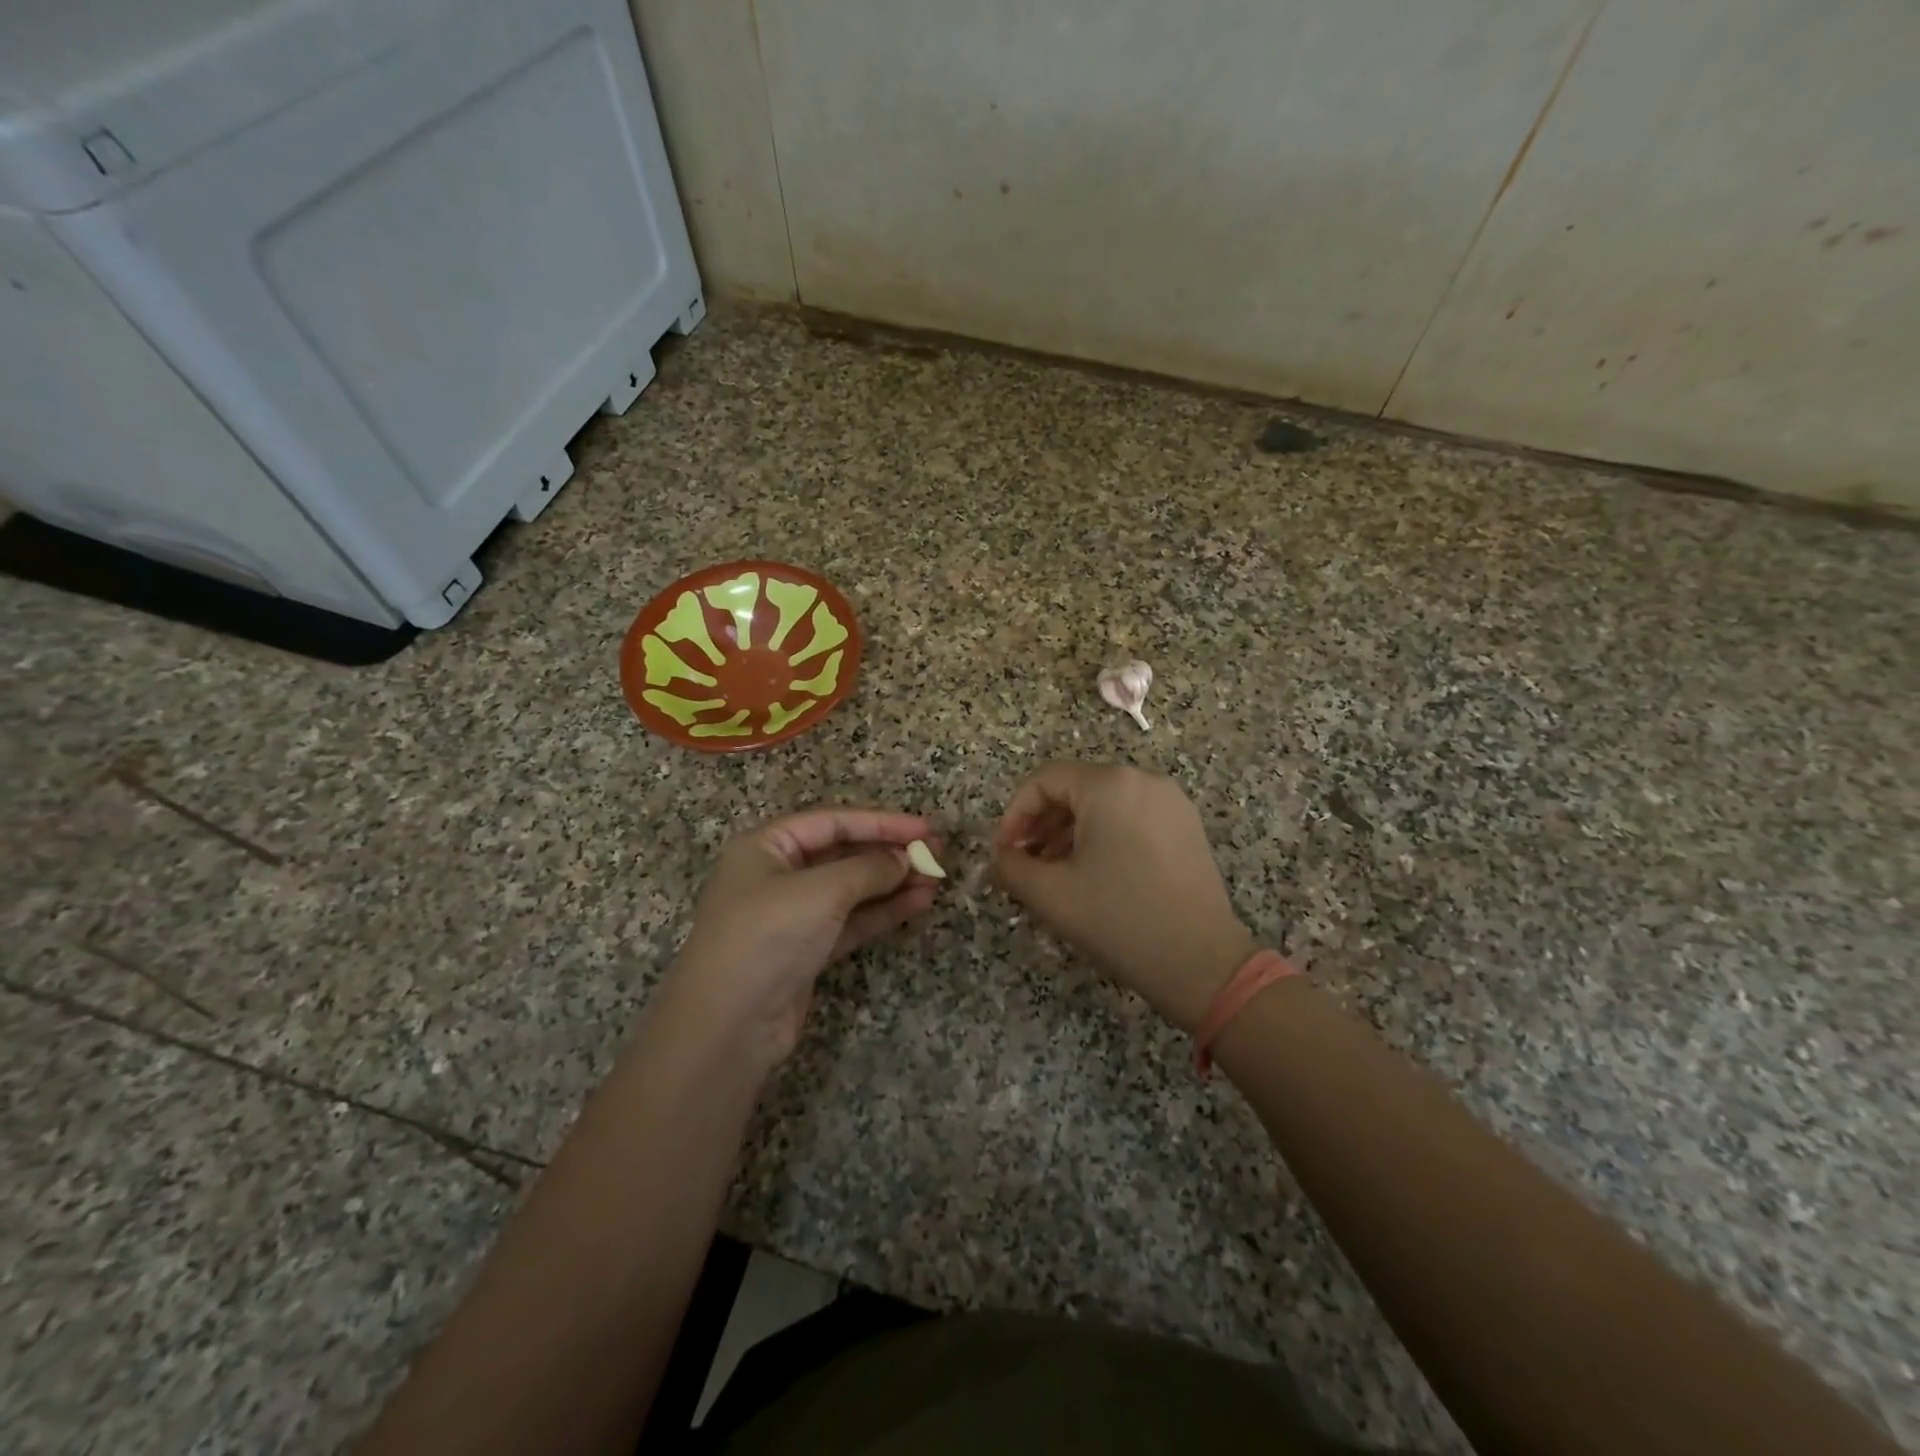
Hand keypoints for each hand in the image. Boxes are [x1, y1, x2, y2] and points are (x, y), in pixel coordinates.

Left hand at [660, 809, 941, 1070]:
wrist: (728, 1026)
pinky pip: (851, 920)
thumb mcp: (820, 892)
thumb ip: (868, 869)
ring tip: (936, 880)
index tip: (926, 828)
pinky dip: (883, 912)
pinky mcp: (806, 949)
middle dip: (890, 853)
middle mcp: (776, 874)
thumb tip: (905, 859)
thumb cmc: (768, 937)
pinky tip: (917, 904)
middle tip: (938, 854)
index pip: (833, 821)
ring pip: (851, 889)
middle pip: (842, 853)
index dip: (882, 822)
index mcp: (766, 846)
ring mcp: (791, 915)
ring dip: (892, 883)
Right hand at [994, 764, 1252, 1031]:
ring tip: (1052, 872)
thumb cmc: (1119, 920)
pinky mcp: (1186, 826)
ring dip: (1069, 832)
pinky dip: (1103, 836)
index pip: (1045, 780)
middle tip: (1024, 862)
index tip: (1004, 852)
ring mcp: (1171, 802)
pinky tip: (1092, 873)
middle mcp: (1143, 780)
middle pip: (1075, 788)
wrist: (1202, 964)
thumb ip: (1011, 867)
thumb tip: (999, 858)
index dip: (1015, 813)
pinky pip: (1131, 817)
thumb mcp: (1051, 894)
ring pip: (1104, 804)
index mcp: (1110, 786)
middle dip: (1041, 824)